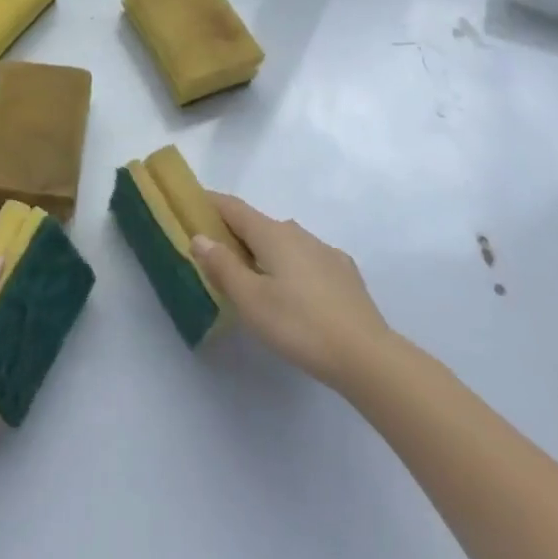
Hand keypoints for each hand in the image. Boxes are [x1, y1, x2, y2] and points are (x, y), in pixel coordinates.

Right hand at [191, 194, 393, 393]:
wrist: (367, 356)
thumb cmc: (299, 324)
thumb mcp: (250, 300)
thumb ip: (222, 266)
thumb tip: (200, 237)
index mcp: (272, 233)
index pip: (233, 207)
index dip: (209, 203)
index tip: (190, 204)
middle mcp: (298, 233)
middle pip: (257, 224)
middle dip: (234, 233)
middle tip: (214, 254)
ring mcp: (325, 252)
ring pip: (283, 243)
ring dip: (262, 252)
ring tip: (251, 278)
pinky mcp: (344, 274)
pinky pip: (305, 260)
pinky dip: (288, 267)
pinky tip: (292, 293)